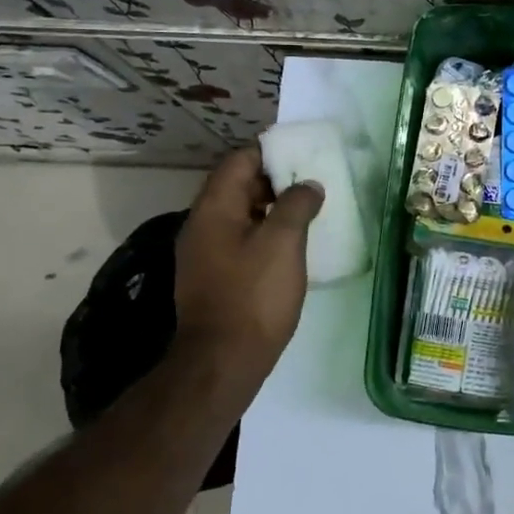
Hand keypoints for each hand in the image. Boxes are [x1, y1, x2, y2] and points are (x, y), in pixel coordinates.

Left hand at [174, 147, 323, 378]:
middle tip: (311, 182)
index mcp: (214, 208)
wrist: (222, 361)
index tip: (303, 155)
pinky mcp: (213, 277)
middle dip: (274, 180)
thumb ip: (297, 205)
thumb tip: (308, 185)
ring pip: (239, 214)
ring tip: (307, 211)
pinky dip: (263, 232)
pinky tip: (290, 245)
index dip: (270, 152)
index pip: (239, 161)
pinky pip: (239, 239)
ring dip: (270, 208)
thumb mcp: (284, 243)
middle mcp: (202, 224)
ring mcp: (204, 252)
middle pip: (237, 186)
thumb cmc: (254, 295)